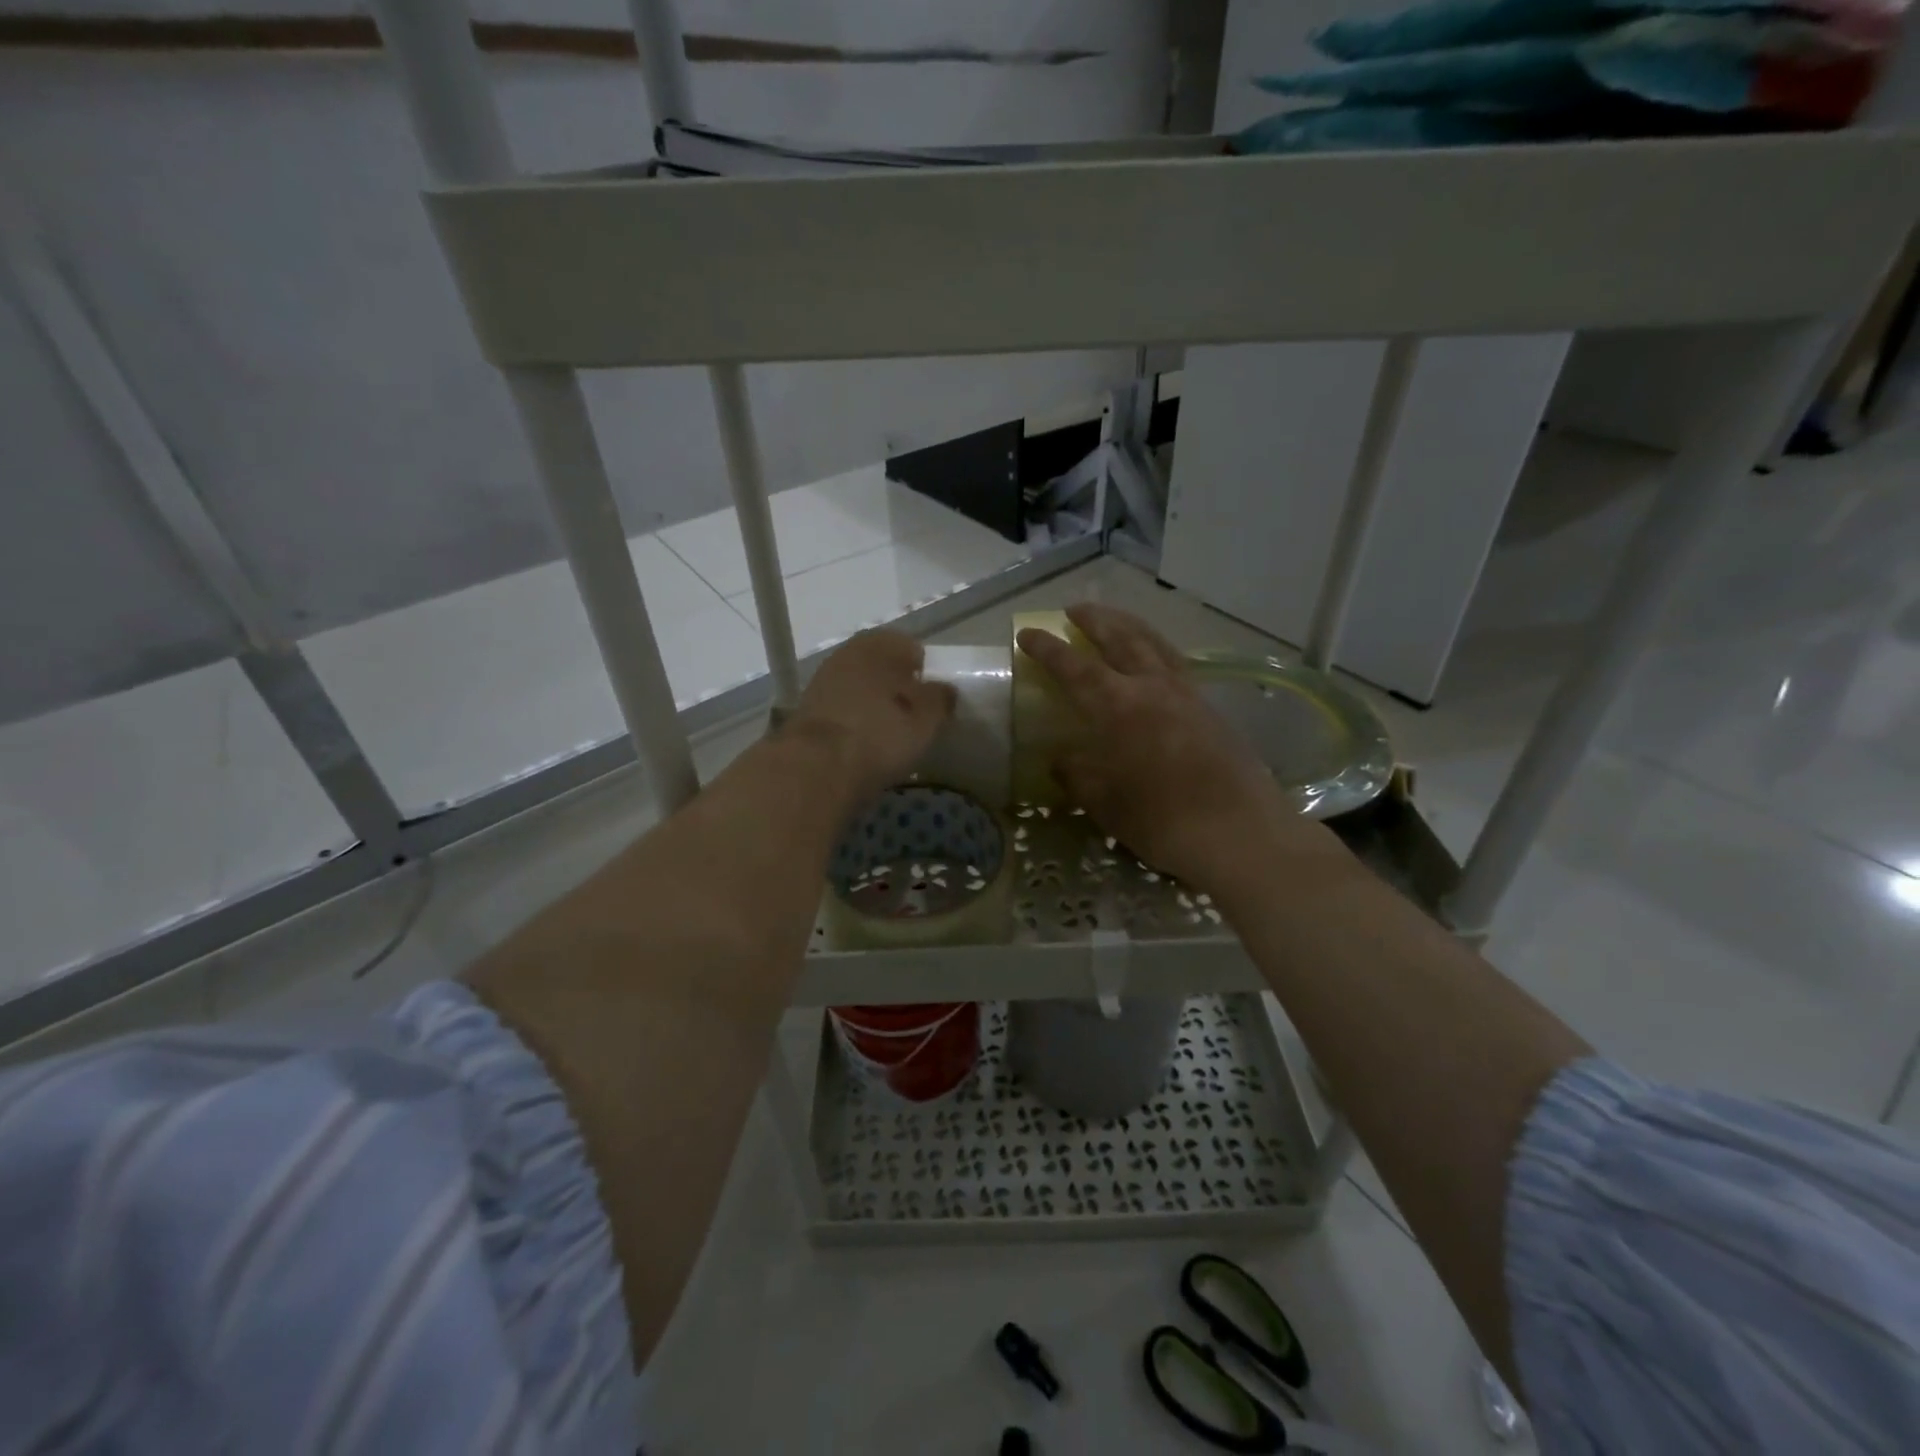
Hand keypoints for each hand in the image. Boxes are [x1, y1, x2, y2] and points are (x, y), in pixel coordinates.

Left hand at [785, 630, 956, 807]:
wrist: (816, 767)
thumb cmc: (880, 734)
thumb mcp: (926, 720)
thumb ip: (940, 700)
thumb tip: (945, 690)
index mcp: (879, 644)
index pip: (911, 648)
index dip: (925, 672)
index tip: (933, 699)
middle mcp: (848, 653)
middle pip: (881, 666)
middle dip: (897, 687)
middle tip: (913, 716)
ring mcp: (822, 680)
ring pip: (859, 687)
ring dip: (873, 704)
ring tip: (889, 733)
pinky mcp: (807, 710)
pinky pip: (842, 709)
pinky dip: (854, 721)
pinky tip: (864, 743)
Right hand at [1016, 604, 1341, 892]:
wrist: (1240, 833)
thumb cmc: (1162, 820)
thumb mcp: (1105, 802)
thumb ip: (1077, 775)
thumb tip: (1061, 760)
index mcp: (1119, 706)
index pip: (1074, 667)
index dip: (1048, 649)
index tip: (1027, 633)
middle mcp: (1153, 687)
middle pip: (1120, 639)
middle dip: (1094, 620)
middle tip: (1073, 609)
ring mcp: (1187, 694)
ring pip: (1154, 643)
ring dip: (1128, 625)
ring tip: (1113, 618)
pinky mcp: (1210, 709)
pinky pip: (1176, 663)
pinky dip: (1156, 649)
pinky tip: (1153, 658)